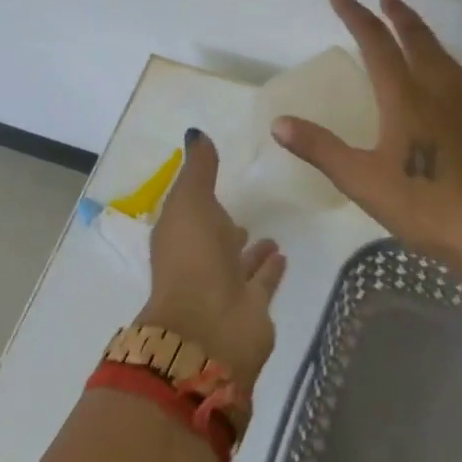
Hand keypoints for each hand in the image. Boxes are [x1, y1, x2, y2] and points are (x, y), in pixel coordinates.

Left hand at [137, 130, 285, 390]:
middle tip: (245, 214)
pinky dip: (270, 270)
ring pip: (239, 264)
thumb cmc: (192, 258)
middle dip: (226, 229)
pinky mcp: (250, 308)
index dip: (200, 201)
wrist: (208, 328)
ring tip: (272, 235)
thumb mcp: (190, 201)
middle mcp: (199, 263)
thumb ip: (198, 170)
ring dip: (252, 252)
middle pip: (214, 242)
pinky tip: (284, 255)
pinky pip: (262, 282)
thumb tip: (195, 133)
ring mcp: (224, 288)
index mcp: (178, 238)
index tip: (219, 184)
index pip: (189, 215)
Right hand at [272, 0, 461, 267]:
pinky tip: (438, 74)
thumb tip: (279, 123)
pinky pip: (455, 74)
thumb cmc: (422, 205)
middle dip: (396, 14)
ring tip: (409, 24)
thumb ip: (320, 149)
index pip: (376, 43)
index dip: (355, 15)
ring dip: (421, 31)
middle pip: (416, 38)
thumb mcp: (361, 180)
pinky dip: (438, 57)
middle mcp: (436, 91)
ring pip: (441, 54)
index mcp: (405, 97)